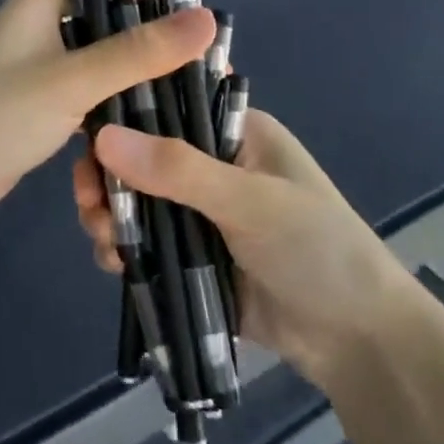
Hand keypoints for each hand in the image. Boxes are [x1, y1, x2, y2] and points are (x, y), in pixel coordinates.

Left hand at [0, 0, 215, 250]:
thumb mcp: (70, 81)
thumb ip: (138, 51)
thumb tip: (207, 18)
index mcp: (40, 3)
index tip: (193, 15)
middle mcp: (41, 30)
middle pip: (109, 21)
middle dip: (152, 41)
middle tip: (203, 68)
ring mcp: (39, 74)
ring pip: (102, 65)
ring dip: (136, 81)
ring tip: (187, 101)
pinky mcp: (40, 113)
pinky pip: (89, 100)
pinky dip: (115, 111)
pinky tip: (148, 131)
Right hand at [75, 110, 409, 393]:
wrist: (356, 341)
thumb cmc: (317, 250)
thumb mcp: (251, 202)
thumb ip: (178, 170)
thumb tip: (102, 137)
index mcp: (236, 132)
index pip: (169, 102)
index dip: (125, 113)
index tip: (87, 136)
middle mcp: (213, 164)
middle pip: (142, 154)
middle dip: (110, 176)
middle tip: (89, 200)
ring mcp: (200, 212)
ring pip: (137, 200)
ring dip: (112, 215)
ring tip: (104, 237)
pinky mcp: (191, 255)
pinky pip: (145, 242)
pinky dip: (124, 249)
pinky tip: (117, 264)